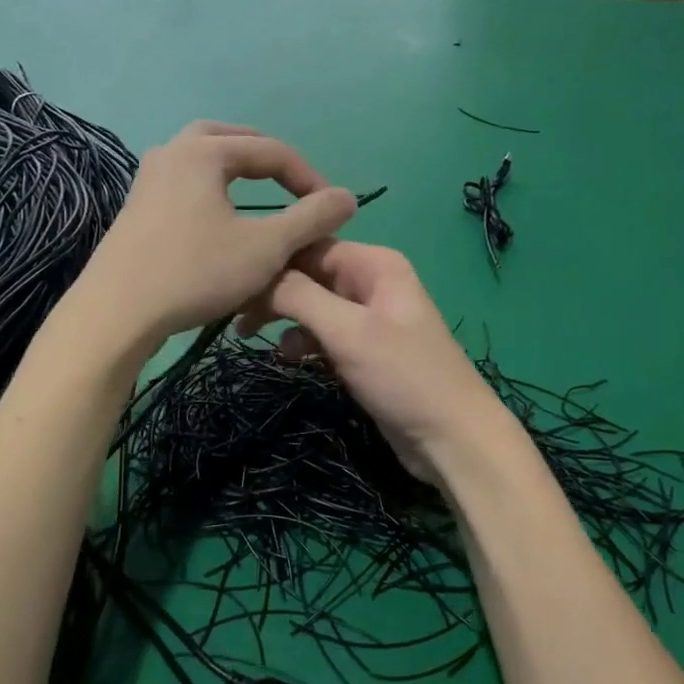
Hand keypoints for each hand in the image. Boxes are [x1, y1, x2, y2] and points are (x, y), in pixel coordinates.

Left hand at [76, 122, 356, 348]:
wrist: (117, 312)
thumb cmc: (195, 272)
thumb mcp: (266, 248)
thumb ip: (311, 218)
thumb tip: (348, 197)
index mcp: (203, 150)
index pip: (271, 150)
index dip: (308, 177)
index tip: (331, 208)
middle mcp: (172, 151)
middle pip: (230, 139)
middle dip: (267, 158)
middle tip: (292, 182)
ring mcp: (148, 178)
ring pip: (202, 158)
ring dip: (235, 169)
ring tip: (260, 193)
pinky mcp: (136, 207)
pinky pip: (184, 182)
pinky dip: (211, 188)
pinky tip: (219, 217)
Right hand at [244, 242, 508, 484]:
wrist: (452, 439)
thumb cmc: (403, 376)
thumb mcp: (348, 331)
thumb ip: (300, 297)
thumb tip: (258, 275)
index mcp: (374, 264)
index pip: (310, 245)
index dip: (272, 259)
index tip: (232, 281)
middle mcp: (370, 282)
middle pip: (309, 273)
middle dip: (273, 290)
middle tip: (233, 312)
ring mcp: (368, 317)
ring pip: (312, 304)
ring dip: (283, 317)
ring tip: (247, 333)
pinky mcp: (363, 350)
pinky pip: (323, 333)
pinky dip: (302, 341)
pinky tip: (285, 356)